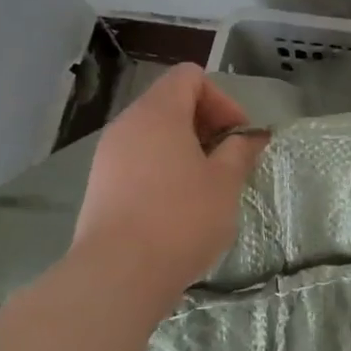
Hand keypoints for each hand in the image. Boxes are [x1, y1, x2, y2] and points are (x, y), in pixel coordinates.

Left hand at [72, 64, 269, 304]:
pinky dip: (162, 170)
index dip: (221, 99)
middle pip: (171, 103)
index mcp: (159, 113)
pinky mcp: (100, 186)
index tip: (238, 136)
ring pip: (154, 134)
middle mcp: (128, 124)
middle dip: (206, 125)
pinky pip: (138, 161)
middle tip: (228, 160)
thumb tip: (251, 137)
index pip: (190, 77)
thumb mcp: (225, 182)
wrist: (119, 274)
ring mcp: (108, 156)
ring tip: (207, 185)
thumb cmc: (181, 218)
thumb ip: (240, 151)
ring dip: (185, 149)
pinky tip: (178, 206)